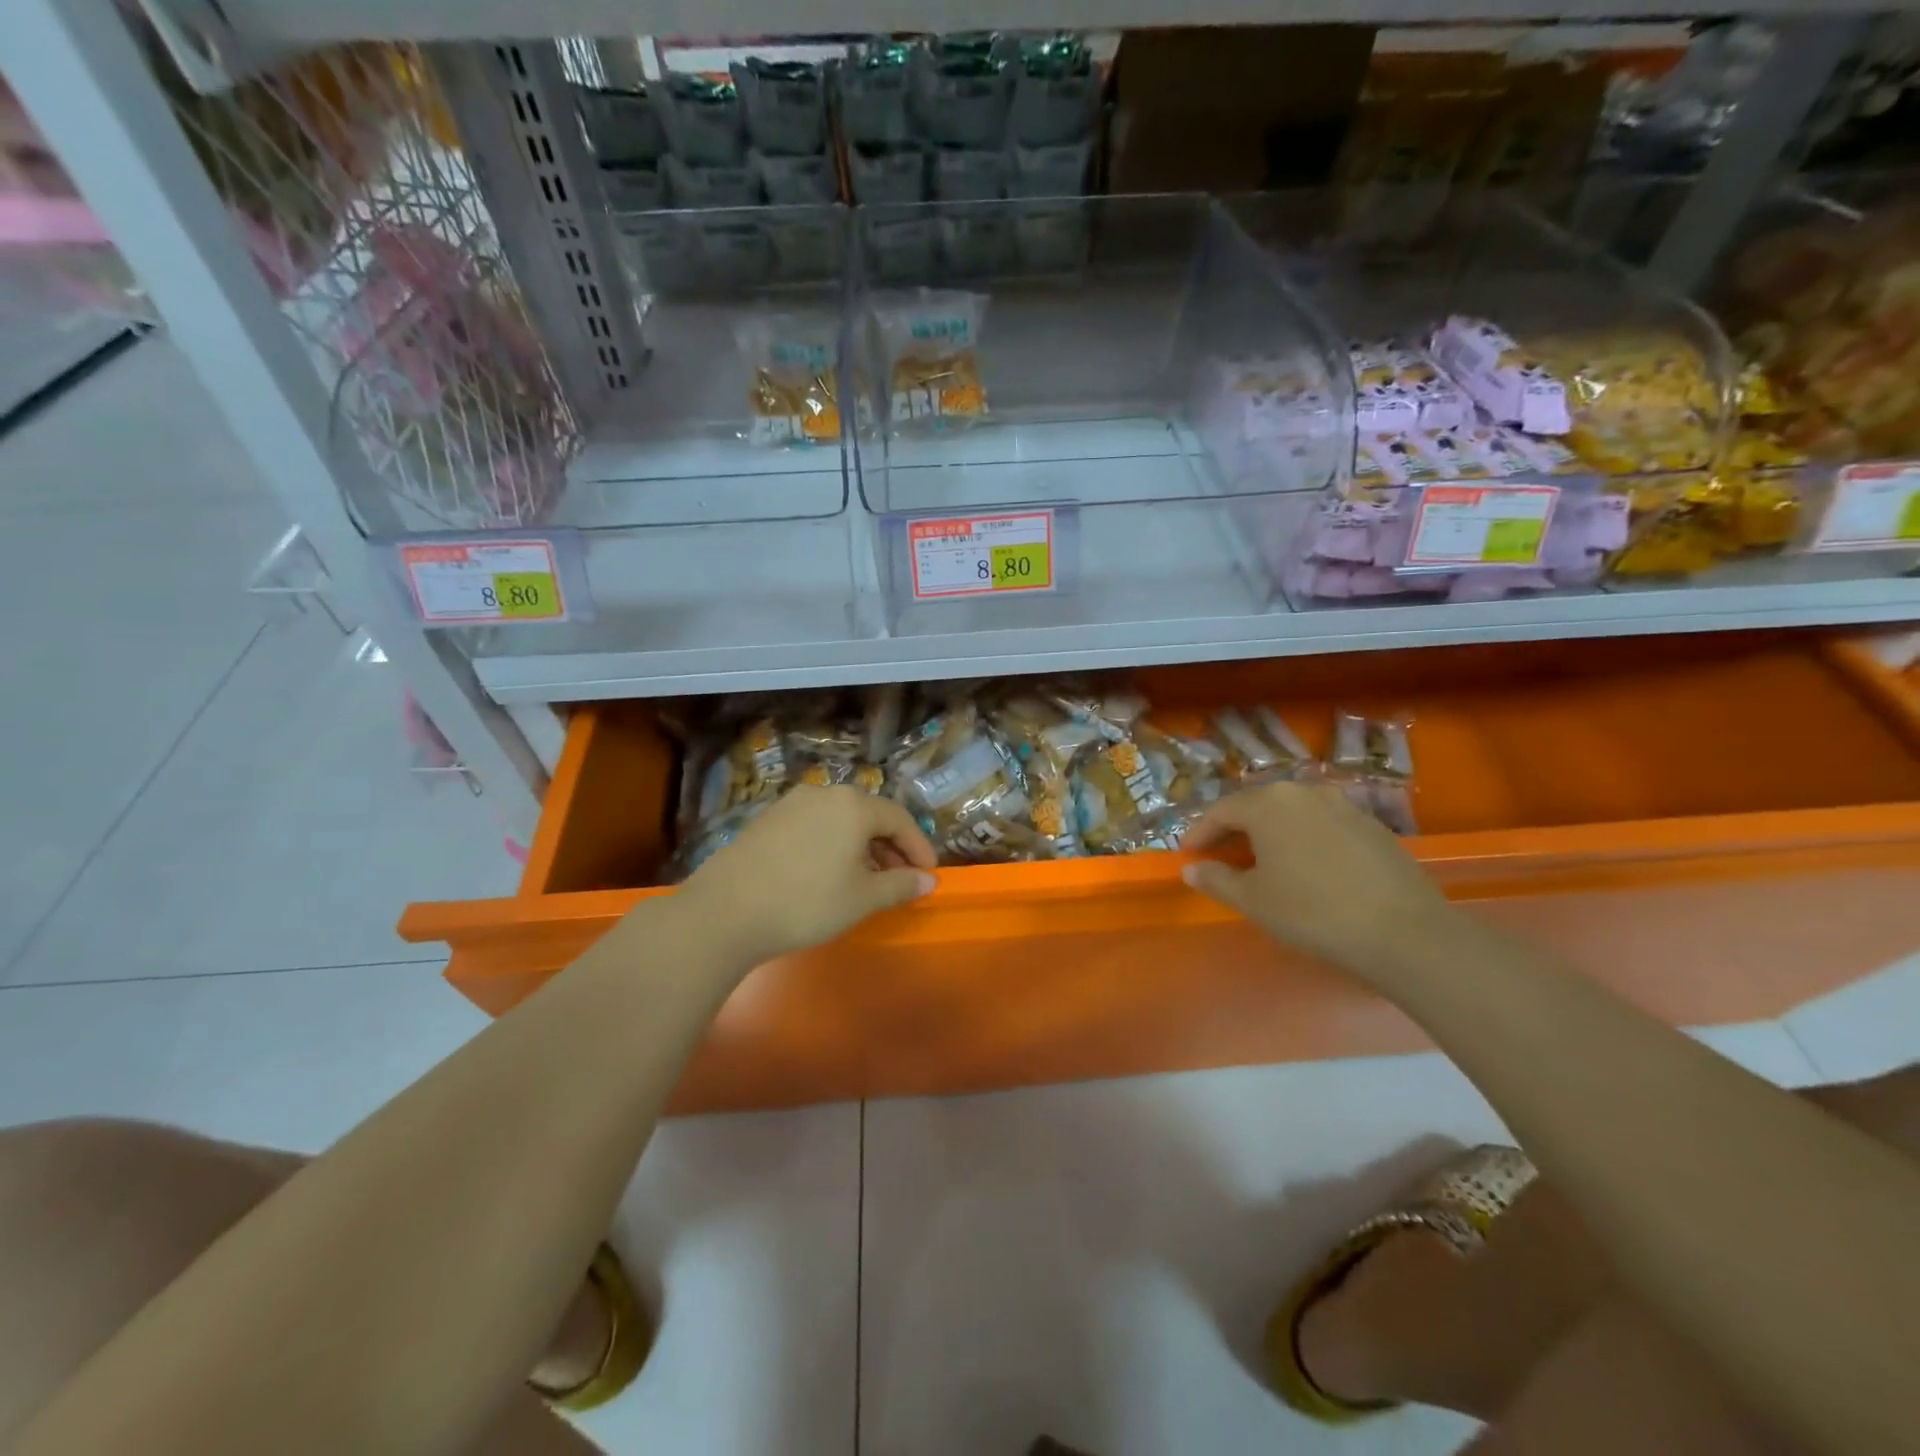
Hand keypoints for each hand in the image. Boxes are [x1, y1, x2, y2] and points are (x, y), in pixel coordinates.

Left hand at [680, 786, 937, 964]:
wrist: (725, 911)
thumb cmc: (807, 902)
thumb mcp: (862, 898)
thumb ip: (900, 885)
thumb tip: (928, 880)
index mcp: (854, 805)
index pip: (900, 819)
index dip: (919, 847)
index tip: (928, 875)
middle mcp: (824, 794)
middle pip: (870, 815)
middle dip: (890, 847)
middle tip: (900, 879)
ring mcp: (791, 804)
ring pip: (840, 820)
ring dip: (861, 846)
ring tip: (865, 880)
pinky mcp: (767, 819)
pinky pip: (814, 826)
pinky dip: (832, 845)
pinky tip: (827, 874)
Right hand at [1181, 780, 1460, 981]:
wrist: (1404, 931)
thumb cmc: (1312, 912)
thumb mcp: (1253, 900)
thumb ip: (1217, 880)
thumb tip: (1192, 870)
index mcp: (1268, 803)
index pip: (1221, 811)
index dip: (1200, 833)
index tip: (1188, 854)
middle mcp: (1303, 792)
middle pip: (1257, 805)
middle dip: (1235, 828)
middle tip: (1222, 855)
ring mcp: (1343, 804)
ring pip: (1293, 812)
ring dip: (1272, 832)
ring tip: (1264, 861)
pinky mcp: (1372, 825)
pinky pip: (1323, 824)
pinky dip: (1304, 839)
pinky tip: (1308, 868)